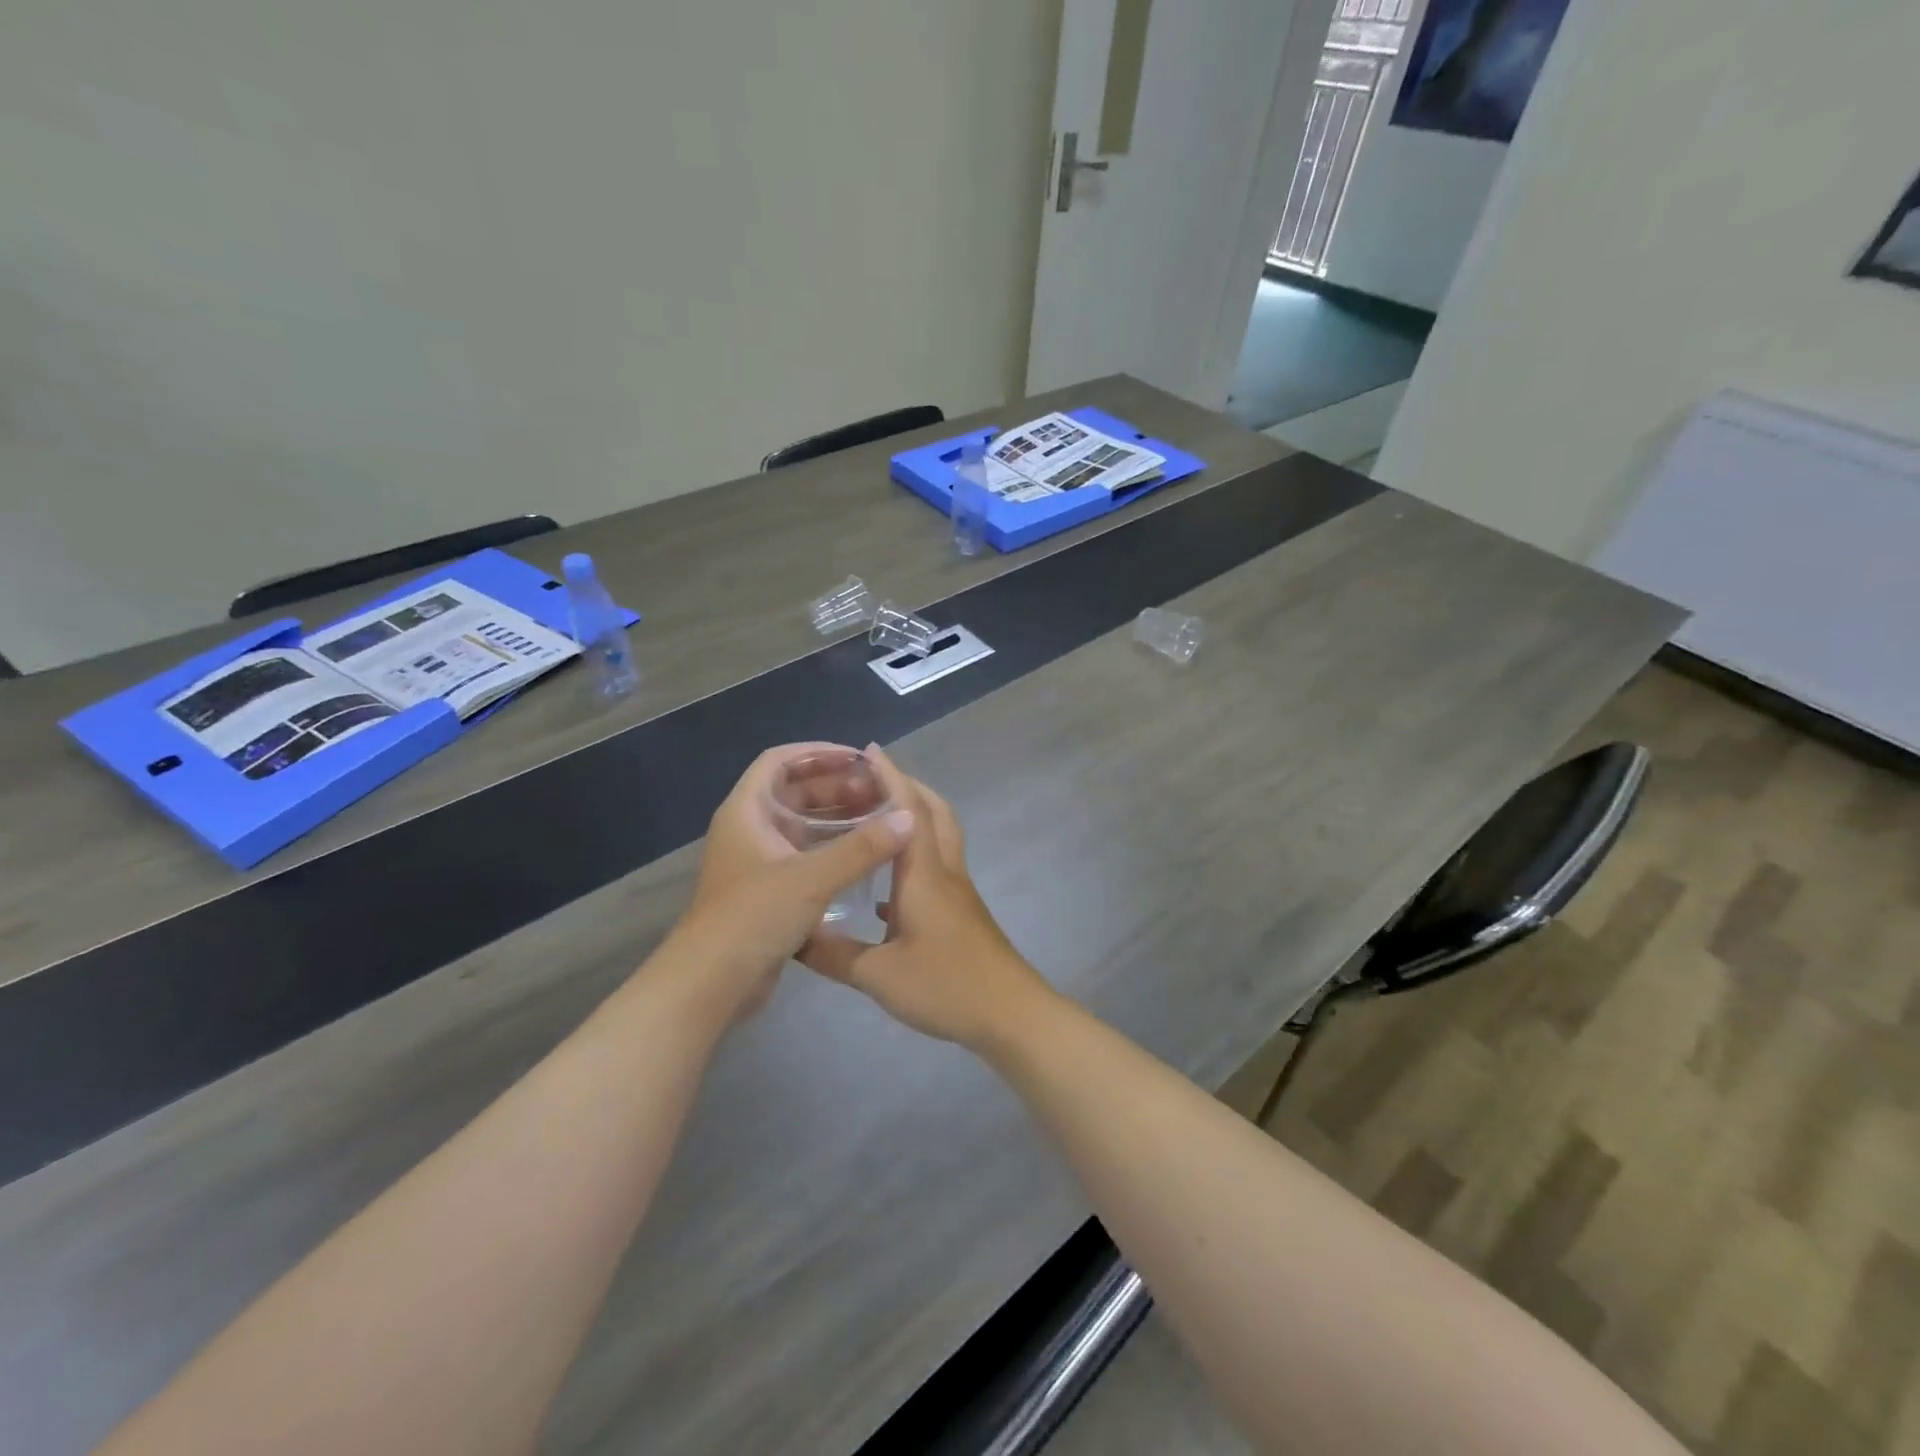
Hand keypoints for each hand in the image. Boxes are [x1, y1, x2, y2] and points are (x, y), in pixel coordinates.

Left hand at [666, 744, 912, 1021]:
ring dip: (837, 819)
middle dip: (836, 787)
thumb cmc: (754, 917)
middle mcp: (749, 829)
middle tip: (879, 793)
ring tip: (879, 820)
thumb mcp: (812, 878)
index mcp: (747, 811)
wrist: (711, 983)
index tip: (858, 759)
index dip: (818, 753)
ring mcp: (758, 861)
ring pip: (802, 825)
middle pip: (794, 792)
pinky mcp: (768, 890)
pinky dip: (832, 849)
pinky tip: (864, 856)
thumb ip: (862, 848)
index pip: (780, 761)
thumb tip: (908, 819)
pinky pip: (804, 855)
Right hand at [802, 748, 1059, 1048]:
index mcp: (923, 874)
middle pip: (935, 813)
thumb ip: (834, 954)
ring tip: (876, 822)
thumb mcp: (879, 975)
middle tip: (873, 781)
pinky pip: (936, 869)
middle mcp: (944, 872)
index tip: (869, 749)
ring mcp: (957, 892)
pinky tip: (884, 888)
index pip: (908, 811)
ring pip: (939, 838)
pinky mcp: (961, 913)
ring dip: (914, 819)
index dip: (890, 776)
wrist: (1010, 1014)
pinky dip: (913, 859)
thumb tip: (794, 936)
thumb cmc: (946, 985)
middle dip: (908, 788)